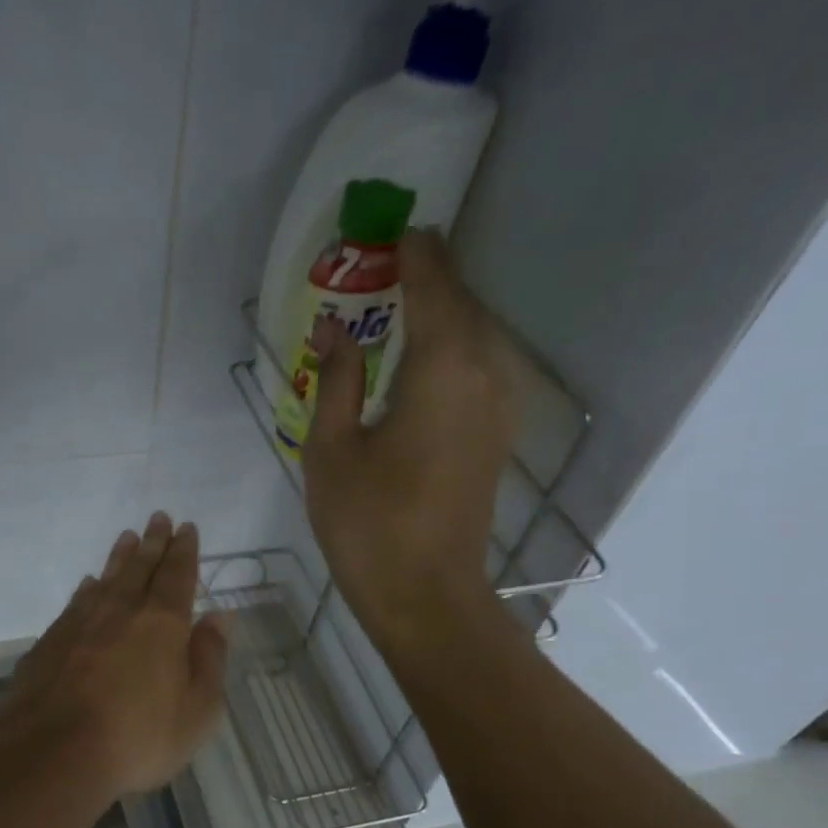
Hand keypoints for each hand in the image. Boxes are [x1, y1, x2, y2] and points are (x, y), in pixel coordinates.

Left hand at [0, 513, 228, 801]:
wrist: (52, 753)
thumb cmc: (138, 737)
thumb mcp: (196, 710)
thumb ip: (209, 658)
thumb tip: (220, 616)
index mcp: (162, 623)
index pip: (177, 576)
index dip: (184, 551)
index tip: (186, 527)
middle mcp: (121, 611)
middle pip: (140, 568)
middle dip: (153, 542)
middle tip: (158, 517)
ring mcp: (80, 624)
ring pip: (106, 579)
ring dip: (119, 558)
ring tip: (127, 538)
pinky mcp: (50, 642)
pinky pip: (76, 603)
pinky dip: (87, 589)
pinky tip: (88, 586)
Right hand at [303, 230, 517, 651]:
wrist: (425, 595)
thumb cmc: (369, 523)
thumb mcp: (332, 449)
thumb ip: (335, 380)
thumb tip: (331, 332)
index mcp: (441, 370)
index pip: (434, 290)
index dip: (417, 257)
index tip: (397, 232)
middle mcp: (483, 378)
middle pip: (462, 309)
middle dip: (431, 280)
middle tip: (390, 264)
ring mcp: (496, 410)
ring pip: (475, 341)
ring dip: (443, 316)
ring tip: (402, 306)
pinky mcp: (494, 439)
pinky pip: (476, 372)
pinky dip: (451, 351)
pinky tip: (420, 363)